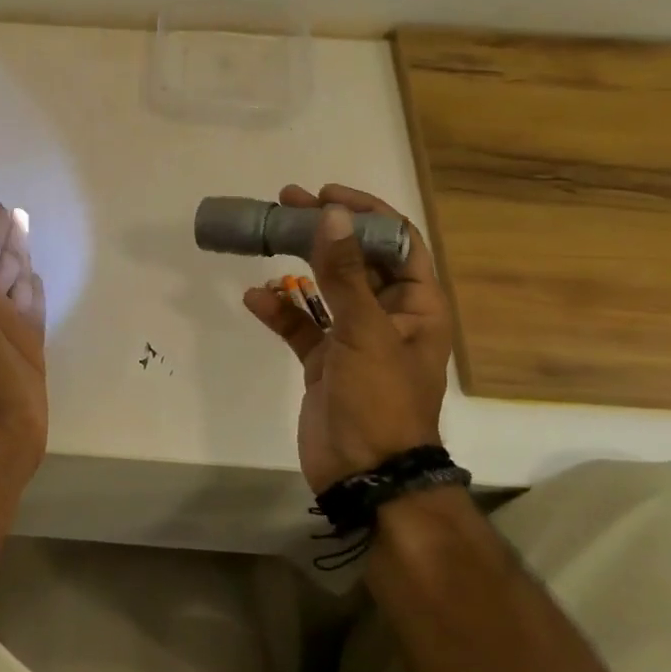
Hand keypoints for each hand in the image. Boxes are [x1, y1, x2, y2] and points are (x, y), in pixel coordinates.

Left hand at [0, 199, 47, 478]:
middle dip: (8, 239)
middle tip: (19, 214)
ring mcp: (8, 325)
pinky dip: (34, 291)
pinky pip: (33, 308)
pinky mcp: (29, 345)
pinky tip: (37, 279)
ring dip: (21, 260)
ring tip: (29, 239)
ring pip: (16, 282)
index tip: (0, 207)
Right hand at [242, 184, 452, 492]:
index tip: (326, 195)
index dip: (366, 213)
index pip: (397, 242)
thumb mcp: (365, 331)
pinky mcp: (324, 362)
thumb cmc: (380, 400)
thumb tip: (332, 214)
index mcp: (416, 305)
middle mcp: (388, 315)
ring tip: (267, 238)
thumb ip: (345, 273)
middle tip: (286, 204)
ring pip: (324, 289)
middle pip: (356, 259)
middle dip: (324, 232)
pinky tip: (254, 299)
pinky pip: (300, 326)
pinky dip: (279, 311)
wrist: (366, 476)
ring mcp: (353, 339)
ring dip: (298, 266)